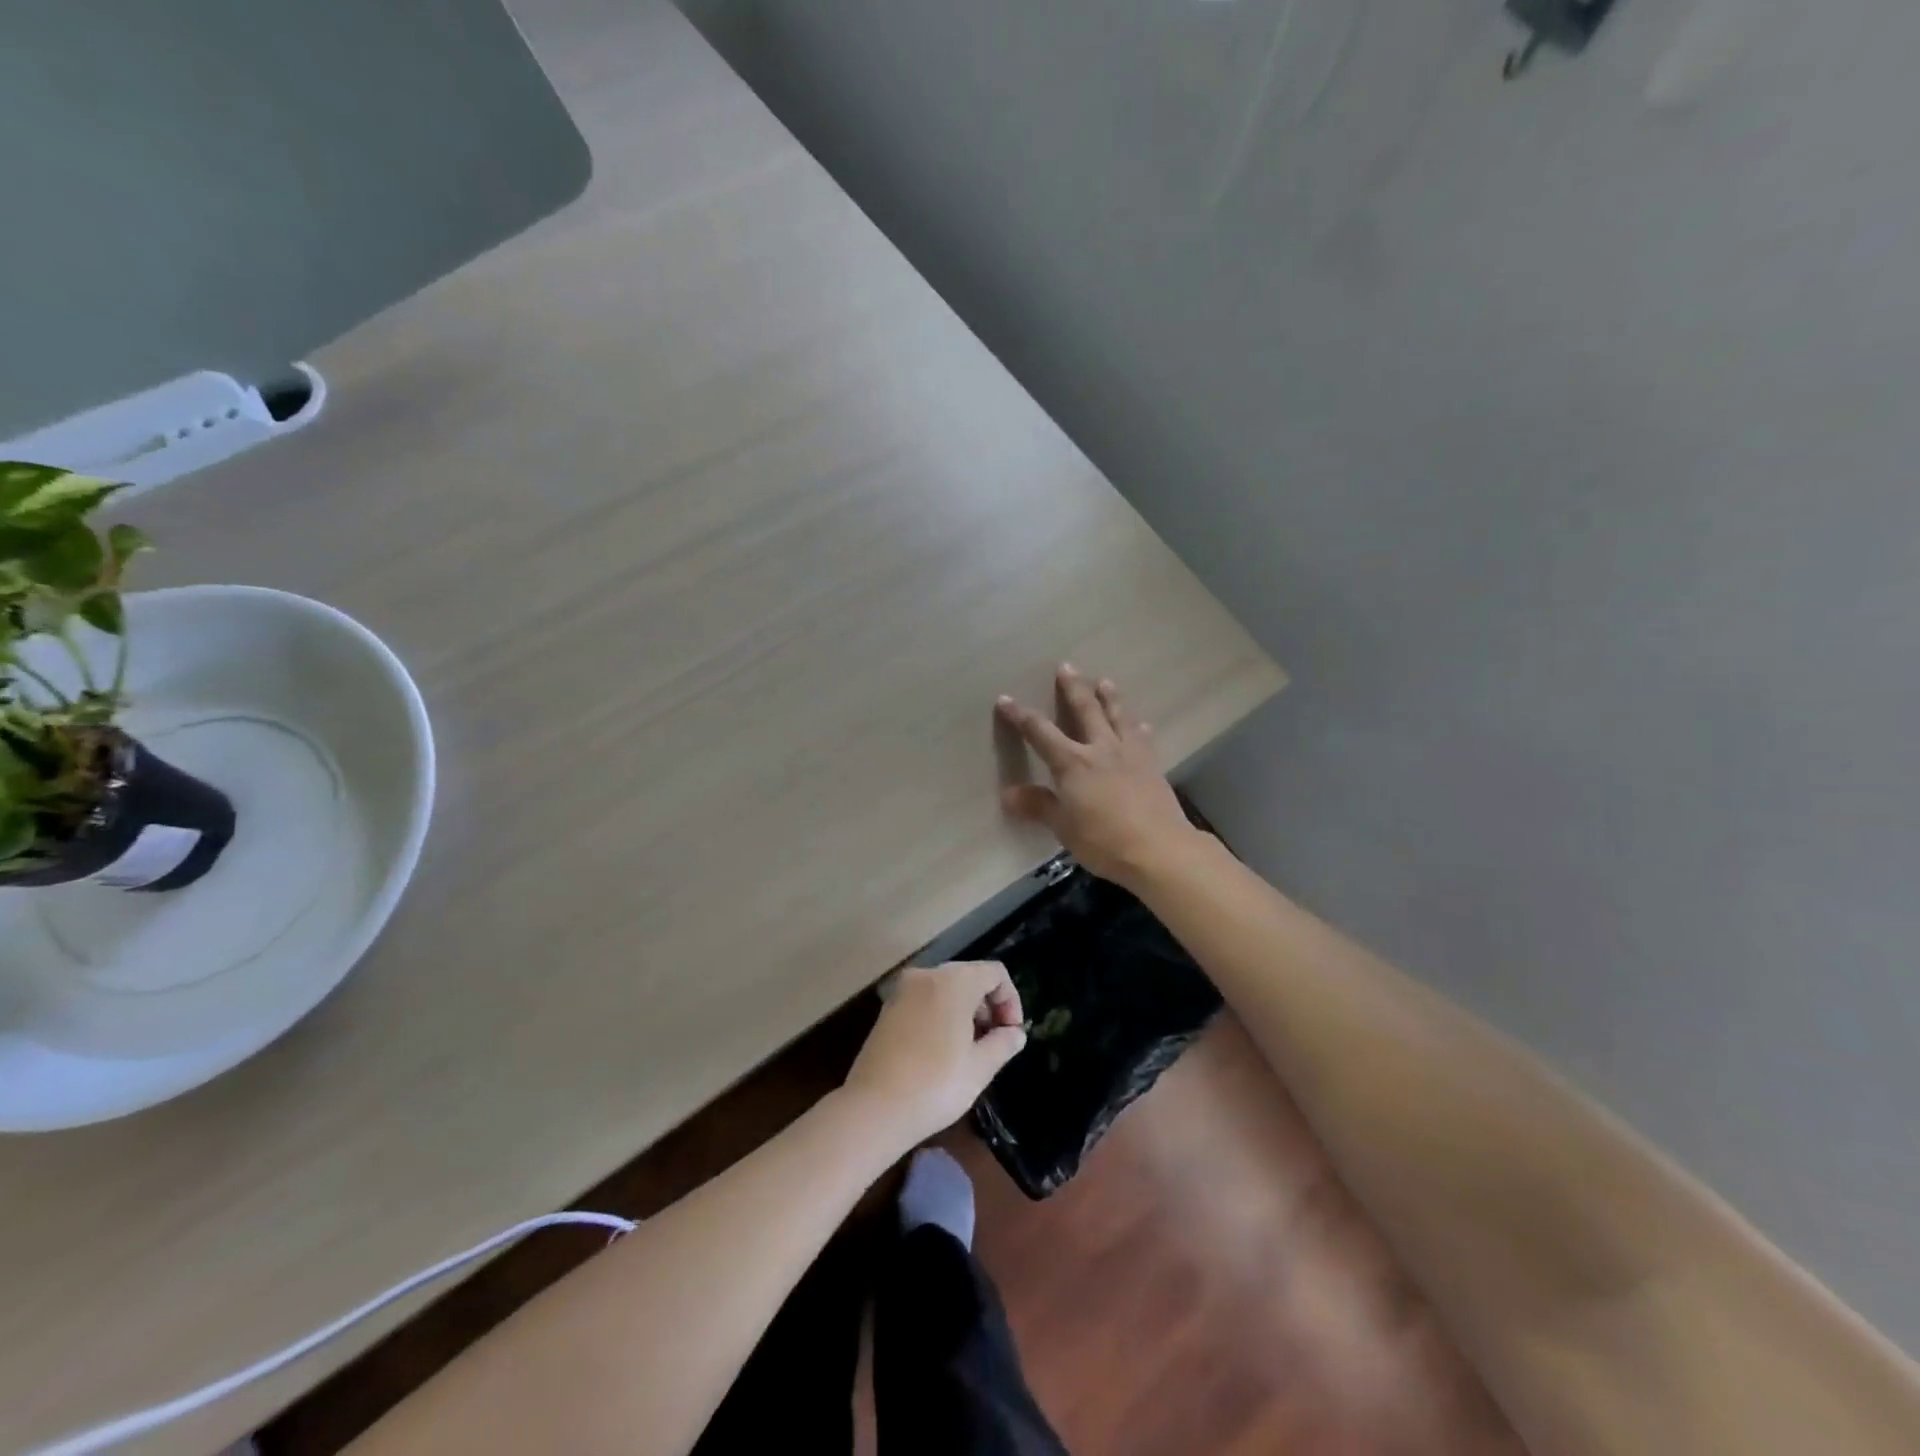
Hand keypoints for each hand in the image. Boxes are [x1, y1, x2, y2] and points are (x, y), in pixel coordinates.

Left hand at [842, 962, 1026, 1150]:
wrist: (874, 1108)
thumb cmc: (935, 1085)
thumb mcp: (980, 1067)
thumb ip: (1003, 1043)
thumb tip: (1015, 1033)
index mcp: (953, 981)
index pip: (994, 973)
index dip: (1011, 1000)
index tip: (1012, 1034)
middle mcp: (926, 975)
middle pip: (969, 977)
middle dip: (988, 1006)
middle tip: (995, 1043)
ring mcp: (902, 991)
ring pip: (946, 989)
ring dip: (965, 1012)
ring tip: (970, 1050)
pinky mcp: (887, 1010)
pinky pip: (925, 1001)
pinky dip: (941, 1015)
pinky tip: (943, 1051)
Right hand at [996, 664, 1202, 889]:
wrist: (1159, 849)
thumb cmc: (1103, 840)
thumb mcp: (1063, 827)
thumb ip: (1039, 806)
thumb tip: (1009, 794)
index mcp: (1072, 763)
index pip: (1040, 732)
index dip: (1021, 716)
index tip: (1005, 699)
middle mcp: (1100, 749)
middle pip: (1085, 710)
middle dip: (1073, 688)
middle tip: (1067, 666)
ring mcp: (1130, 755)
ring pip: (1118, 716)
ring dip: (1110, 697)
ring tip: (1105, 681)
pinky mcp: (1152, 766)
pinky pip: (1143, 739)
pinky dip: (1139, 728)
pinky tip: (1141, 725)